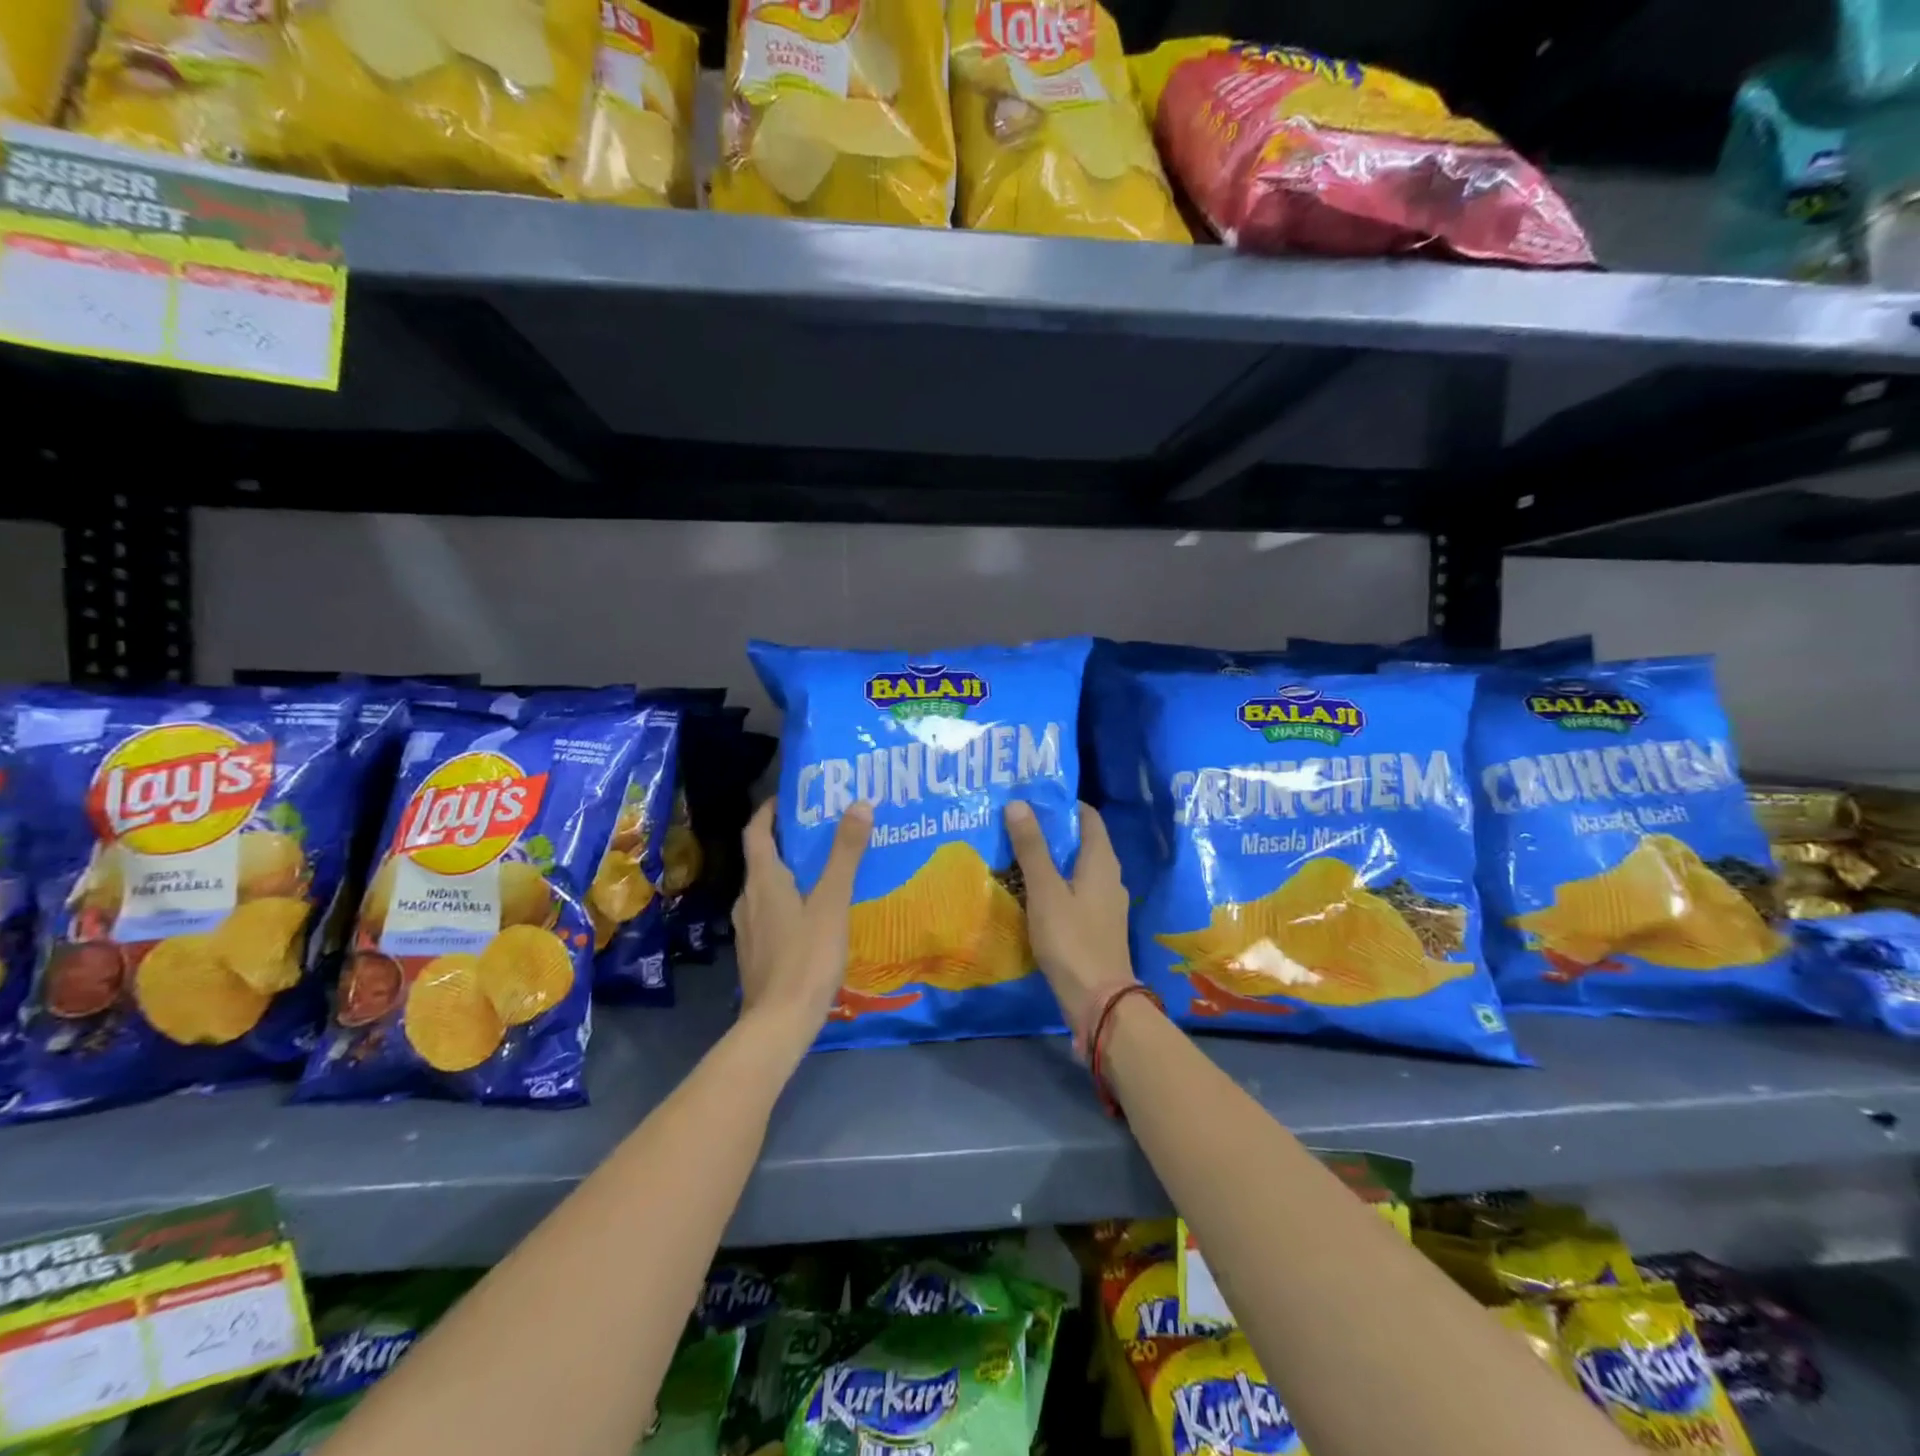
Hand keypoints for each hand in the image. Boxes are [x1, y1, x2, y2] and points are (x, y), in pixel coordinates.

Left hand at [734, 798, 870, 1036]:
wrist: (780, 1023)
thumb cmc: (806, 956)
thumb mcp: (832, 902)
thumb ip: (845, 854)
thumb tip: (859, 804)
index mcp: (763, 881)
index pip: (756, 831)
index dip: (769, 810)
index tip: (791, 797)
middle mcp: (748, 899)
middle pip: (762, 858)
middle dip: (787, 840)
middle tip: (821, 830)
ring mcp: (748, 929)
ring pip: (767, 888)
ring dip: (789, 872)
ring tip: (824, 870)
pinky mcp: (756, 952)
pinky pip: (771, 913)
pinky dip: (789, 901)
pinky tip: (815, 914)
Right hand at [1006, 801, 1135, 1048]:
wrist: (1098, 1001)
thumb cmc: (1071, 939)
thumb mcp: (1045, 890)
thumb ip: (1032, 848)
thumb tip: (1018, 803)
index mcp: (1101, 861)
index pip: (1087, 816)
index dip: (1062, 803)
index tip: (1031, 797)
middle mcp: (1109, 877)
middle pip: (1081, 841)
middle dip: (1051, 830)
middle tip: (1014, 823)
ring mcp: (1105, 903)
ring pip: (1076, 869)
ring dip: (1050, 859)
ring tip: (1015, 853)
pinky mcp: (1096, 926)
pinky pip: (1074, 892)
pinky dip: (1054, 884)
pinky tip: (1029, 892)